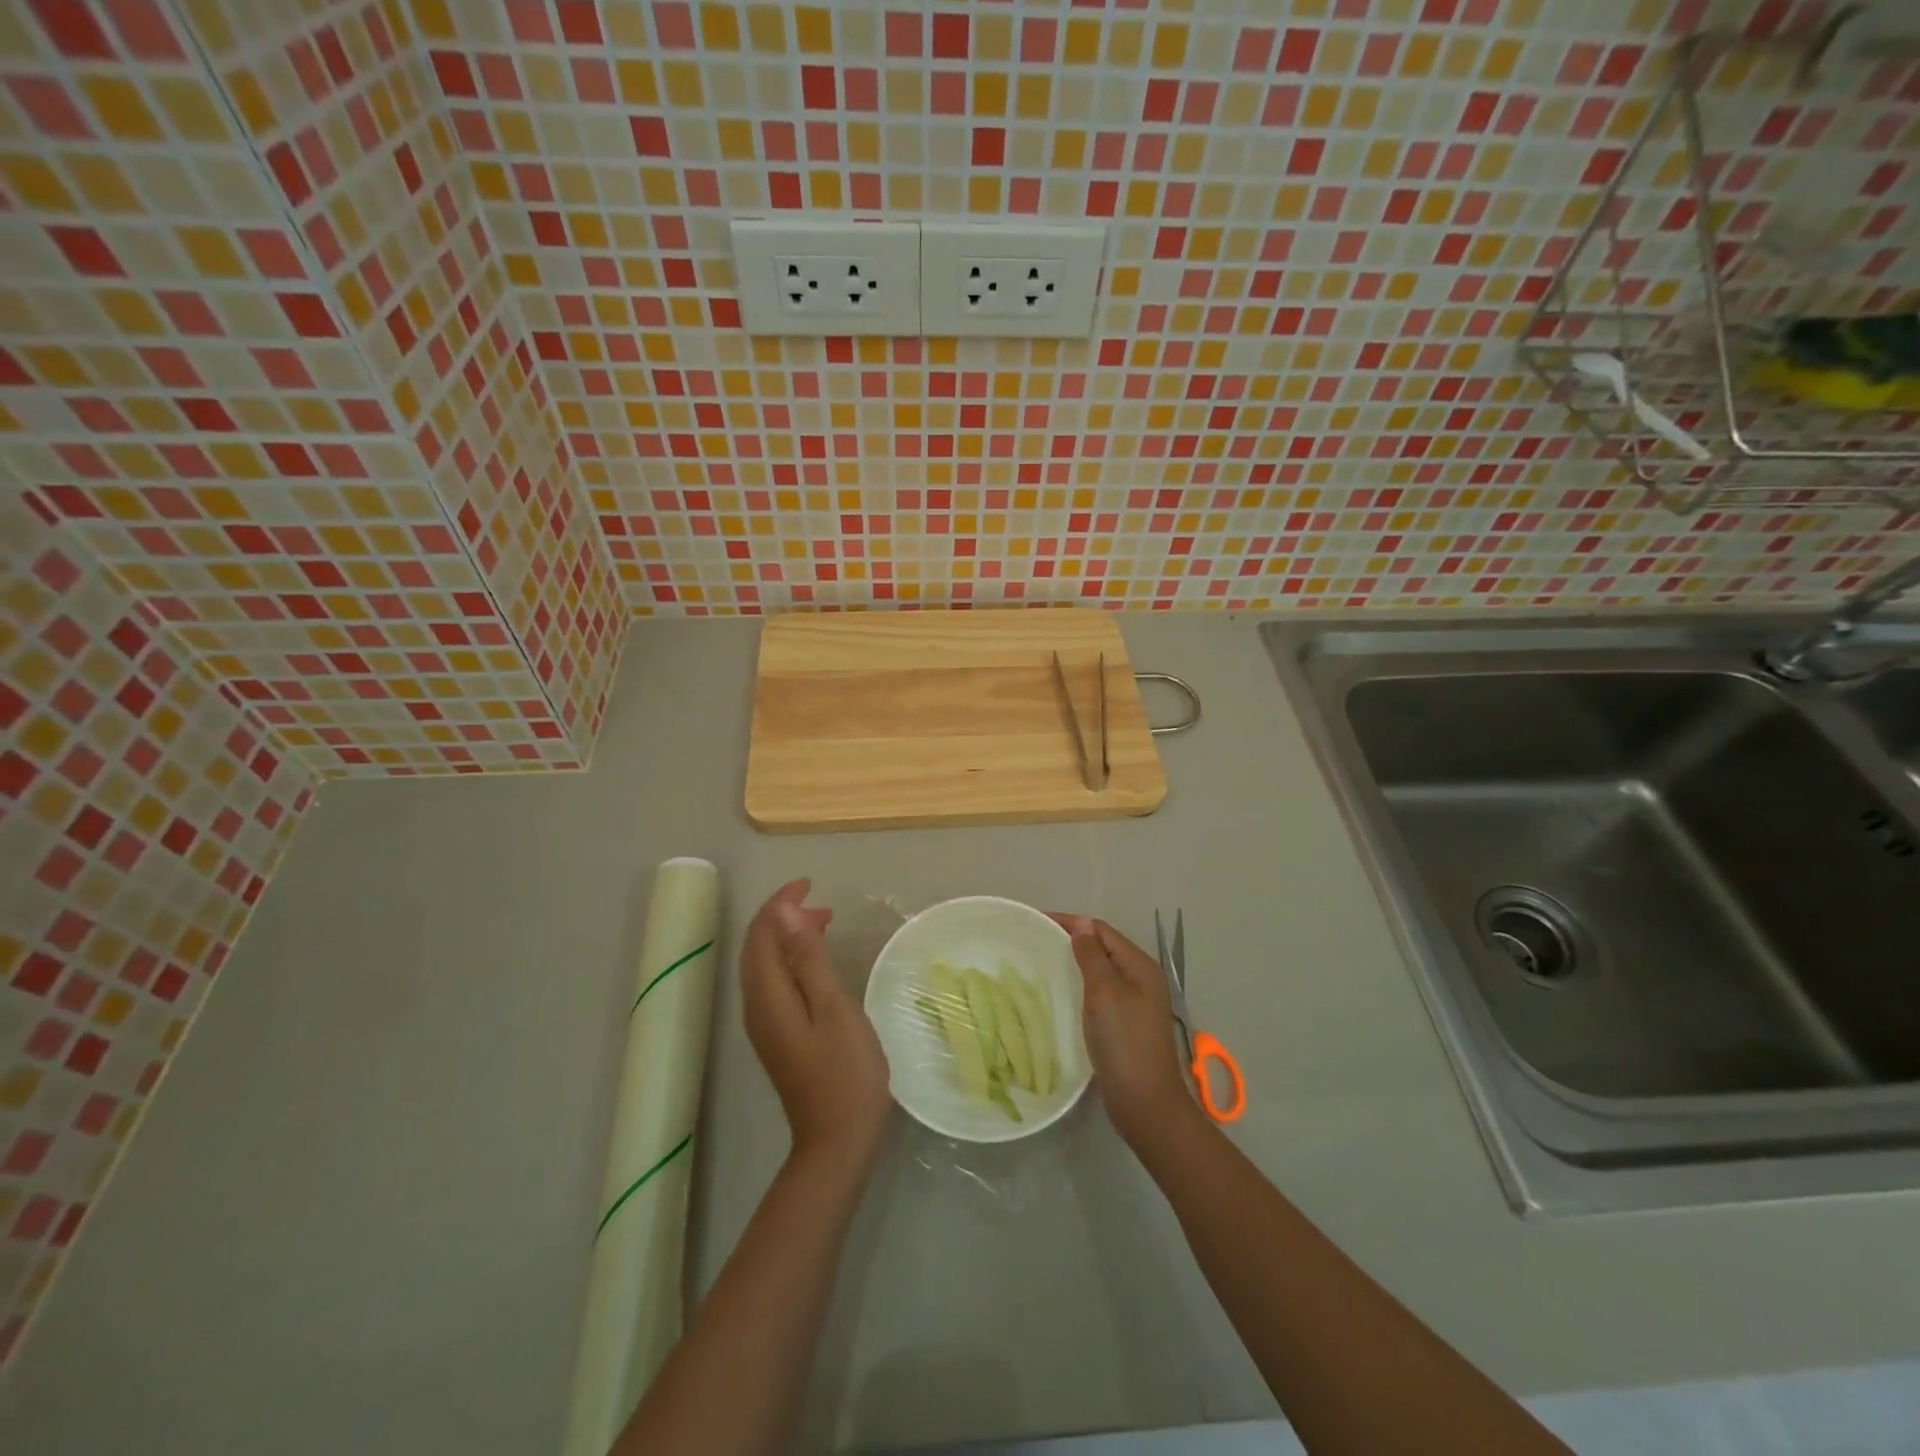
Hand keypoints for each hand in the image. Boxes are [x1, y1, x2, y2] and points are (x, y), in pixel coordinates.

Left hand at [742, 880, 891, 1175]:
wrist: (837, 1142)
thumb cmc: (845, 1072)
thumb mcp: (834, 1008)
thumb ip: (808, 959)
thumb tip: (785, 914)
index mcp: (769, 996)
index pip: (762, 934)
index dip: (781, 903)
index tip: (810, 884)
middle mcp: (758, 1007)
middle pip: (757, 947)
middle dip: (783, 917)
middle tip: (822, 903)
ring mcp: (765, 1025)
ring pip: (765, 965)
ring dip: (787, 938)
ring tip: (824, 924)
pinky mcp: (777, 1037)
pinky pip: (774, 983)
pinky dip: (791, 960)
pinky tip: (817, 964)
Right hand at [1055, 916, 1197, 1147]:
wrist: (1144, 1102)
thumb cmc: (1124, 1041)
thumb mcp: (1105, 991)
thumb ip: (1092, 955)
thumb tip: (1082, 924)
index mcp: (1140, 966)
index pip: (1101, 930)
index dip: (1071, 923)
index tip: (1036, 922)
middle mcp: (1141, 979)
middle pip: (1103, 948)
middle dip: (1072, 941)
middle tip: (1035, 943)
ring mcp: (1135, 1003)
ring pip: (1101, 971)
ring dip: (1075, 964)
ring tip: (1042, 965)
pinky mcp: (1125, 1024)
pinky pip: (1100, 993)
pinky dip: (1081, 986)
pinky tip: (1061, 995)